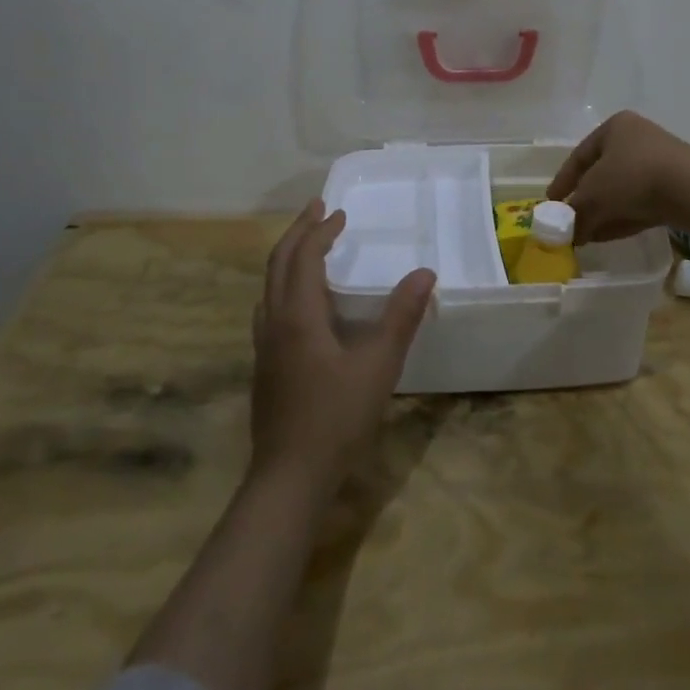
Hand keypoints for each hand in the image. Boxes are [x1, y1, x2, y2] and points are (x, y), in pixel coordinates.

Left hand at [250, 200, 434, 494]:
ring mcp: (265, 346)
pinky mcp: (265, 367)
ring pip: (270, 286)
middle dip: (298, 233)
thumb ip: (401, 317)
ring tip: (310, 248)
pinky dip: (285, 287)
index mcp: (298, 315)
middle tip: (318, 211)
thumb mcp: (378, 365)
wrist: (289, 478)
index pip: (304, 256)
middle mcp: (274, 322)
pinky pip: (271, 308)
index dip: (321, 231)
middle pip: (278, 263)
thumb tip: (425, 273)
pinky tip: (302, 306)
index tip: (340, 213)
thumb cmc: (336, 418)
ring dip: (288, 258)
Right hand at [547, 111, 689, 242]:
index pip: (580, 155)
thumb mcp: (593, 195)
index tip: (551, 203)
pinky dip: (622, 217)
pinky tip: (607, 236)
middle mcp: (637, 139)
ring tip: (586, 236)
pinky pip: (640, 202)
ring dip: (602, 213)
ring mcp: (659, 162)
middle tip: (570, 222)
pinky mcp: (675, 187)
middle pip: (601, 174)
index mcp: (615, 127)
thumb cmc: (632, 177)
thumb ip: (575, 212)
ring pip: (621, 191)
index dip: (563, 181)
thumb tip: (567, 232)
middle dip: (584, 201)